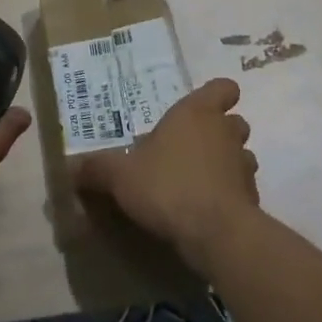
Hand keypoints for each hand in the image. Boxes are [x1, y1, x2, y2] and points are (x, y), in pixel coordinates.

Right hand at [73, 77, 258, 274]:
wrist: (216, 234)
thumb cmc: (167, 186)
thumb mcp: (120, 176)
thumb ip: (96, 169)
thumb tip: (69, 167)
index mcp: (196, 113)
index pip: (223, 88)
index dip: (218, 94)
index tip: (205, 106)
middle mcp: (224, 132)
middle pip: (235, 122)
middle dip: (220, 131)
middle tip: (193, 147)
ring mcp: (243, 166)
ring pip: (243, 155)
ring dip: (229, 164)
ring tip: (202, 180)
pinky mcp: (252, 200)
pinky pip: (243, 190)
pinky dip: (232, 196)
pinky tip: (210, 210)